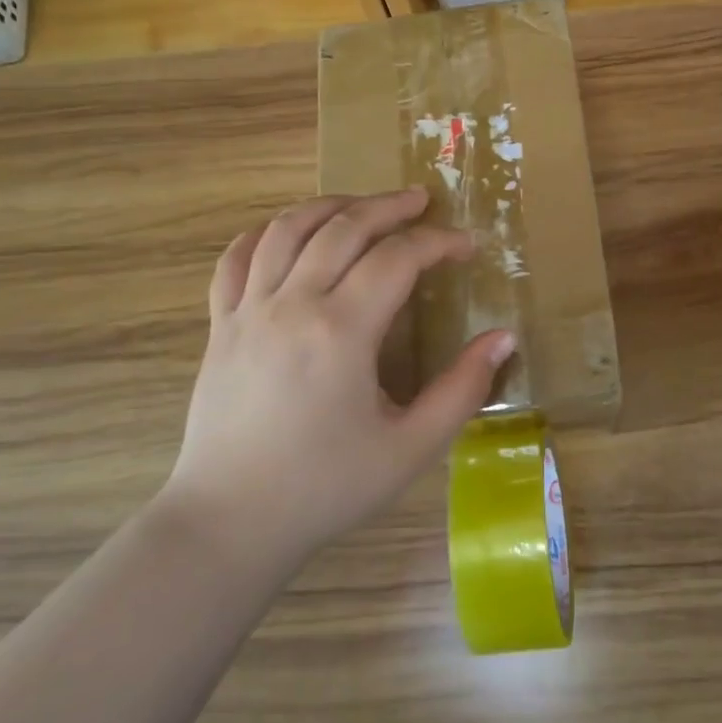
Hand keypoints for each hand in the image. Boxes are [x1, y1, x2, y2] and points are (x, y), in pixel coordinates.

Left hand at [166, 189, 515, 563]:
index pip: (398, 258)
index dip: (438, 242)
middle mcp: (292, 305)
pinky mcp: (219, 326)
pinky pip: (235, 258)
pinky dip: (265, 232)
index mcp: (341, 331)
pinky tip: (289, 232)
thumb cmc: (326, 487)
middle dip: (388, 206)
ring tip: (362, 205)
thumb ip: (462, 389)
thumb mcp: (410, 448)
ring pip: (287, 229)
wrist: (230, 522)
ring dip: (330, 206)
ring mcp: (247, 311)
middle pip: (343, 227)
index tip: (466, 246)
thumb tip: (503, 338)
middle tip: (421, 200)